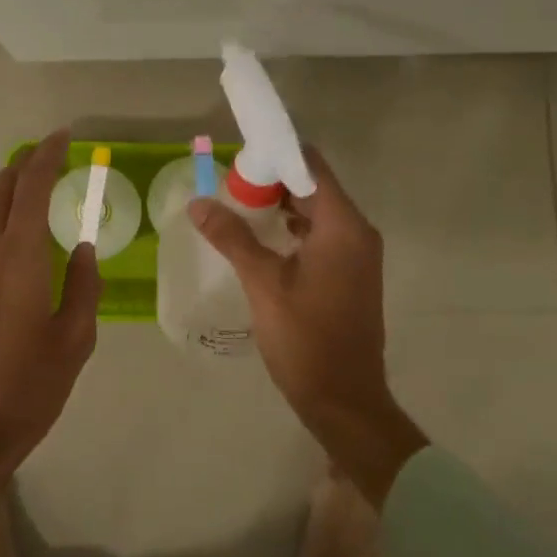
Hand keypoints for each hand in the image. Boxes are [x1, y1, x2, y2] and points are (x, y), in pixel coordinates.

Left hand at [0, 130, 100, 510]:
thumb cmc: (25, 391)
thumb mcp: (73, 342)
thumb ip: (84, 287)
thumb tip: (84, 250)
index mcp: (19, 258)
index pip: (31, 188)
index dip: (47, 156)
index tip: (64, 137)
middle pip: (1, 191)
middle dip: (26, 166)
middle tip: (52, 157)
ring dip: (10, 194)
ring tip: (38, 194)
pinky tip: (14, 240)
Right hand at [188, 147, 426, 505]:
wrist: (345, 402)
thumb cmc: (306, 338)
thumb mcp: (263, 283)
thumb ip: (232, 237)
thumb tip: (198, 203)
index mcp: (343, 226)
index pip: (311, 166)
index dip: (277, 154)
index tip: (241, 155)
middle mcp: (357, 232)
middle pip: (314, 186)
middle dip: (274, 180)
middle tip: (231, 182)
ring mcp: (358, 255)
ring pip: (318, 212)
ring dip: (282, 205)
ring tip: (240, 205)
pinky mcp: (352, 274)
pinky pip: (322, 235)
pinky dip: (295, 228)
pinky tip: (262, 237)